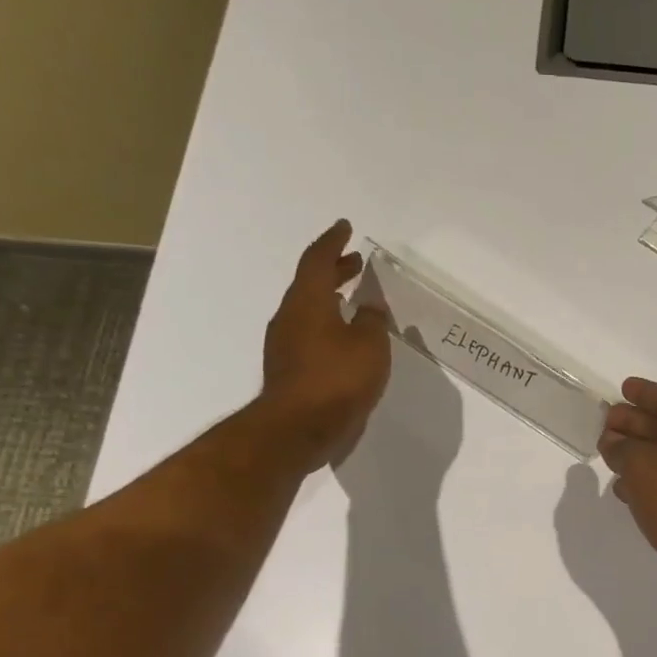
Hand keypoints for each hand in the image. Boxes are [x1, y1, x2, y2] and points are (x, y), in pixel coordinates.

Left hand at [257, 220, 392, 468]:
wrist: (298, 429)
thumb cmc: (337, 380)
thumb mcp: (369, 346)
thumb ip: (371, 321)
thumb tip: (370, 307)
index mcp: (308, 302)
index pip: (318, 261)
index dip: (333, 242)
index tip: (345, 228)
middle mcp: (290, 317)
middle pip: (310, 284)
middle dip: (334, 270)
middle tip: (355, 263)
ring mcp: (285, 344)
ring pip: (308, 309)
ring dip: (330, 299)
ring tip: (353, 300)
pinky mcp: (289, 368)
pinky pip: (309, 333)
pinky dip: (328, 324)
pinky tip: (346, 338)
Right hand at [597, 378, 656, 616]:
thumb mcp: (642, 463)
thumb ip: (622, 448)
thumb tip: (613, 443)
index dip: (646, 392)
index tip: (623, 388)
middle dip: (635, 422)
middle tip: (605, 421)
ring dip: (635, 454)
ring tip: (605, 452)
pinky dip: (642, 483)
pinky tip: (621, 490)